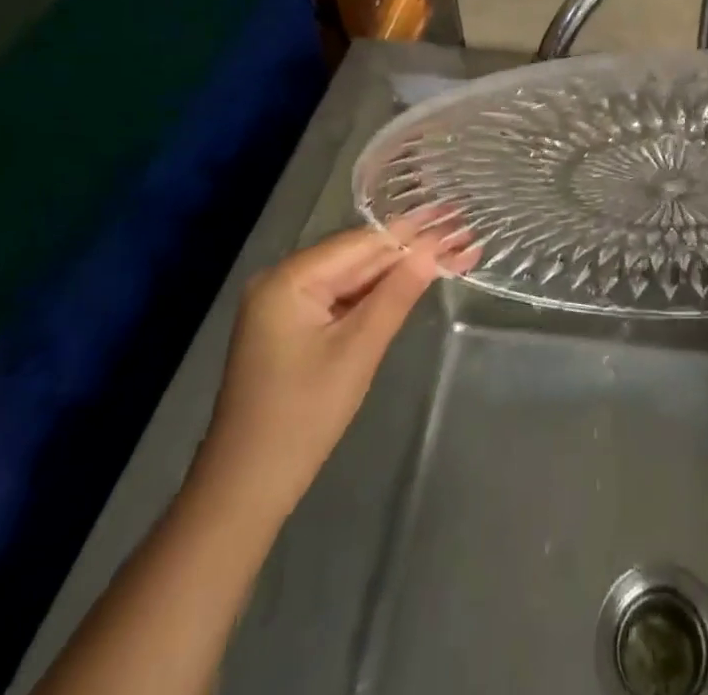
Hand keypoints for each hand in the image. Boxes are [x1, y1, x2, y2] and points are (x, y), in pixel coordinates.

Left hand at [192, 221, 475, 519]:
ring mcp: (285, 304)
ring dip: (400, 269)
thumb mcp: (357, 352)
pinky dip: (378, 293)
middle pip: (359, 256)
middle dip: (412, 248)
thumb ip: (397, 294)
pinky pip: (342, 298)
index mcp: (289, 279)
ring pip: (354, 276)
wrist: (244, 491)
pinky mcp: (293, 326)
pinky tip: (413, 280)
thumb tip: (434, 247)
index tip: (457, 216)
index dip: (414, 232)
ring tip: (452, 251)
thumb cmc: (302, 418)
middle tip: (463, 232)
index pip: (363, 243)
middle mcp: (282, 280)